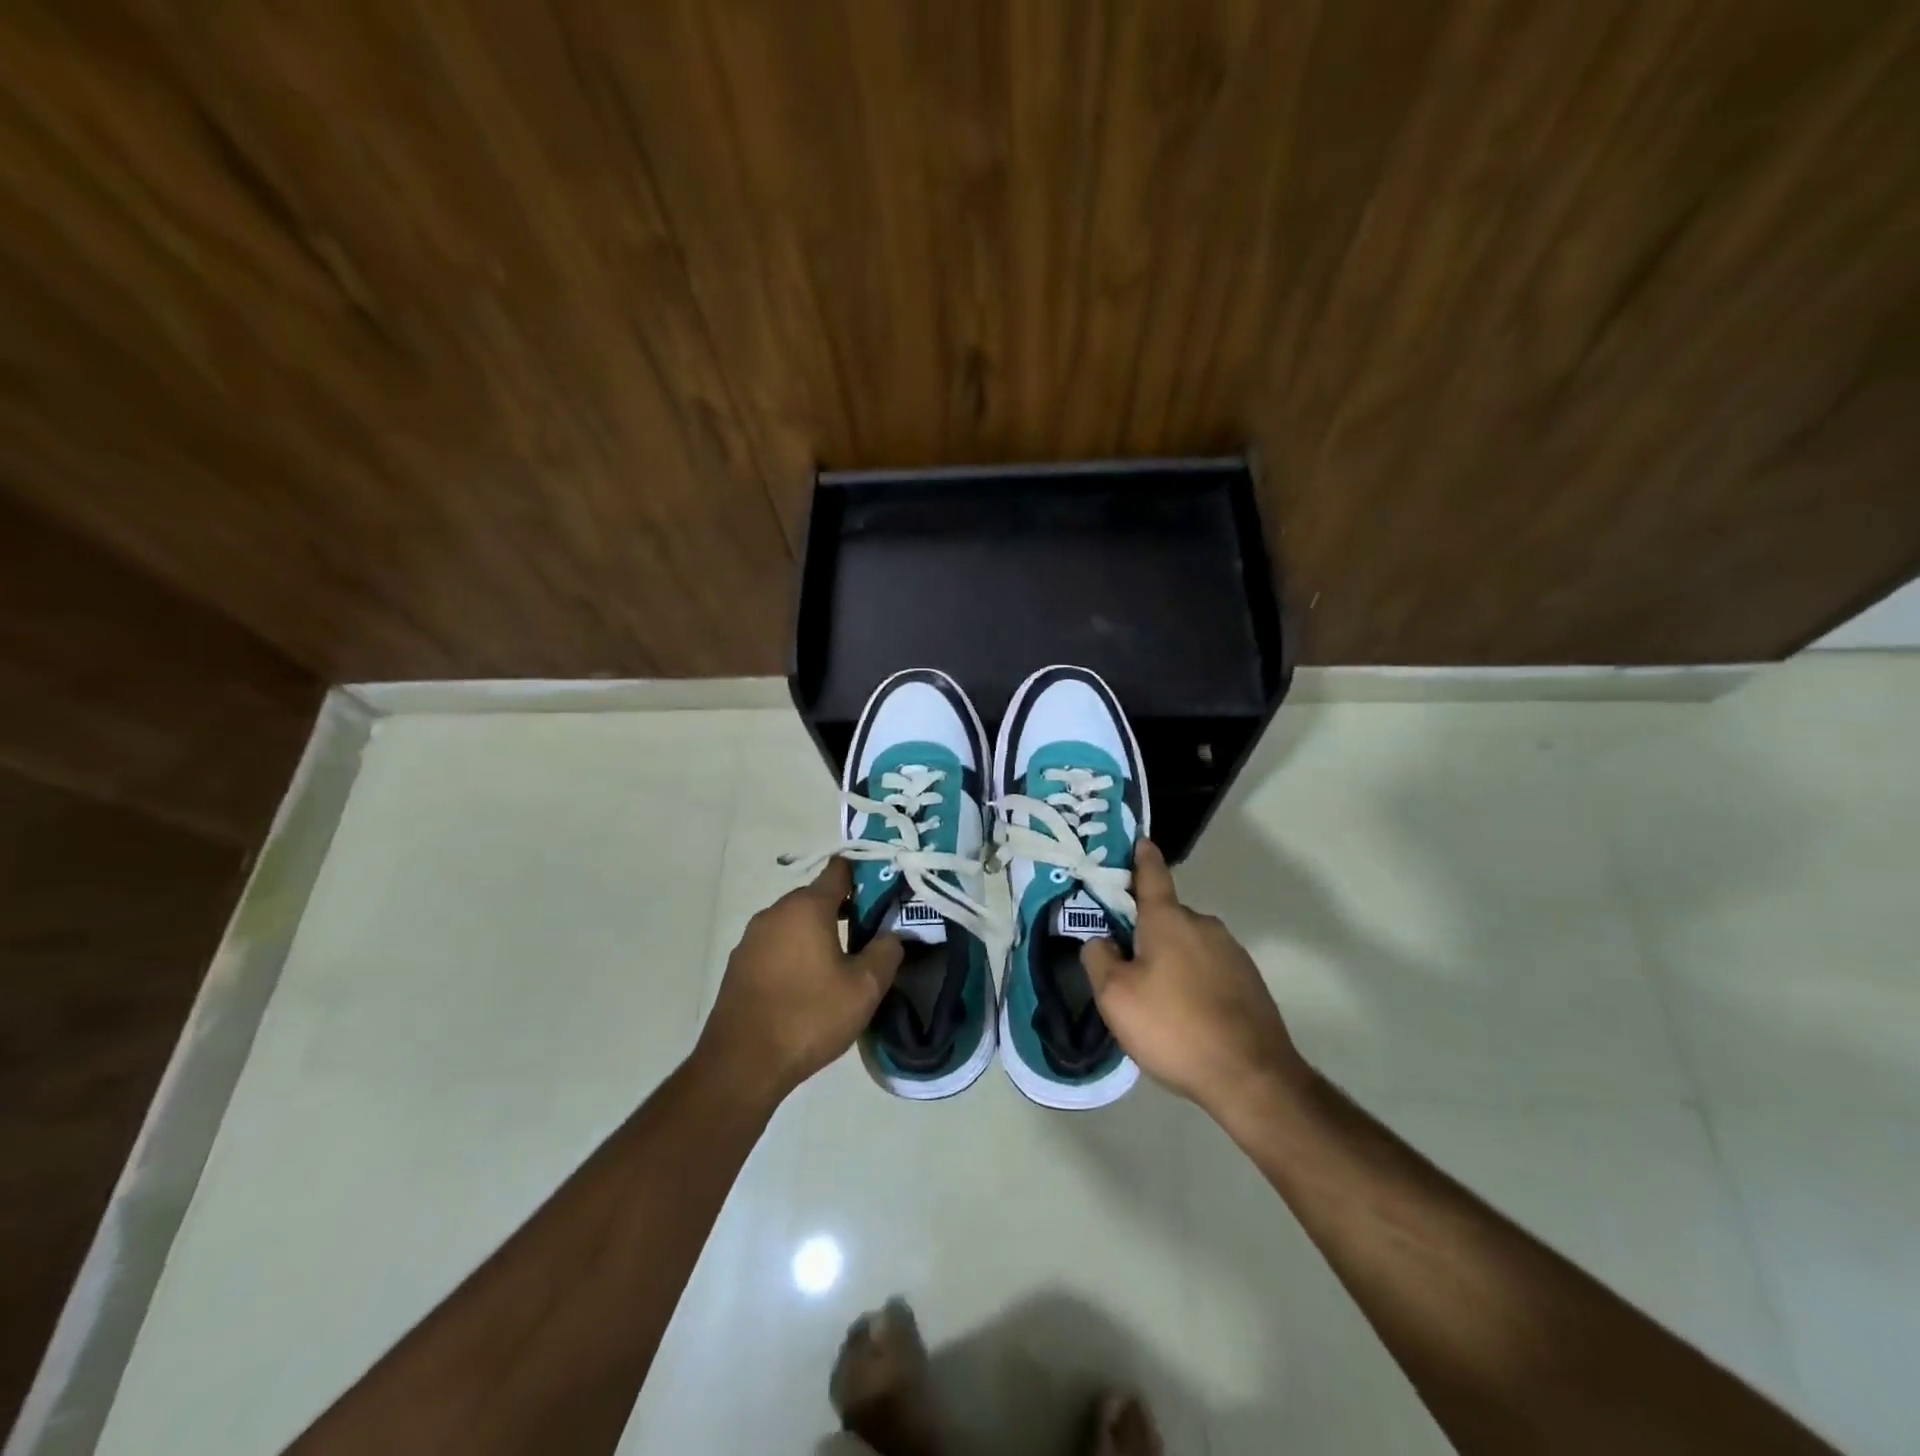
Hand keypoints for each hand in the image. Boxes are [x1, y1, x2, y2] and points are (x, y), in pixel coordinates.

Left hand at [697, 859, 902, 1106]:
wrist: (741, 1064)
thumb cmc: (809, 1017)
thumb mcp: (864, 988)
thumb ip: (886, 952)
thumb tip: (890, 935)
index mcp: (807, 907)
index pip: (840, 870)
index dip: (865, 874)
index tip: (886, 891)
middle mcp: (775, 912)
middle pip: (816, 896)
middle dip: (844, 908)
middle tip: (871, 933)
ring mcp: (752, 938)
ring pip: (795, 922)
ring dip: (818, 932)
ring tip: (842, 962)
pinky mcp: (739, 964)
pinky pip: (776, 945)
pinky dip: (795, 952)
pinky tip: (808, 983)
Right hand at [1082, 841, 1310, 1123]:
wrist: (1252, 1076)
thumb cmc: (1174, 1027)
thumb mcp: (1115, 996)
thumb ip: (1098, 958)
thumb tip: (1101, 940)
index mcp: (1168, 919)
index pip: (1152, 874)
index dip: (1141, 856)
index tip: (1139, 840)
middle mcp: (1203, 924)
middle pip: (1165, 917)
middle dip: (1145, 932)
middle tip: (1125, 967)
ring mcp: (1232, 951)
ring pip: (1187, 945)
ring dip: (1170, 960)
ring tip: (1157, 1002)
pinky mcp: (1249, 980)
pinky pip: (1208, 968)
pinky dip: (1193, 981)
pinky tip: (1187, 1016)